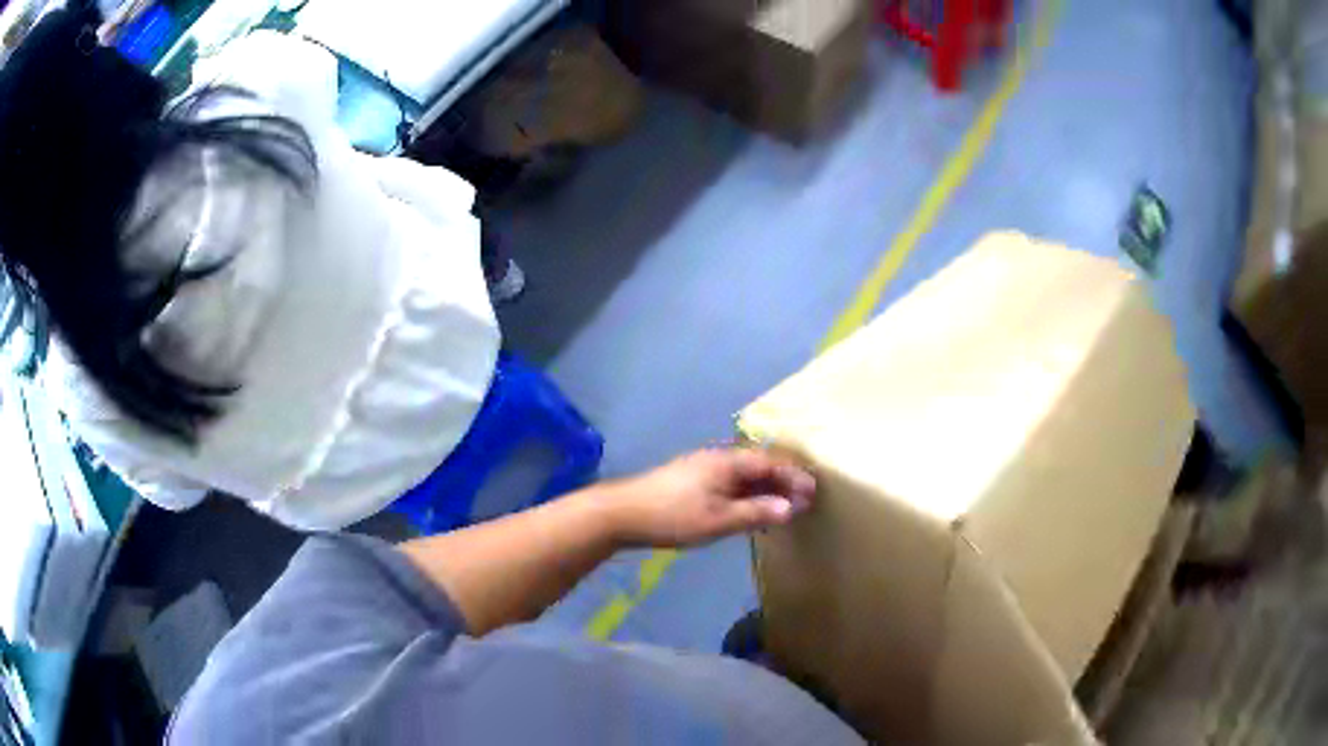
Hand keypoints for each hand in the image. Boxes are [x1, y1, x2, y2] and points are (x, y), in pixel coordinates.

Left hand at [602, 448, 816, 548]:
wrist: (623, 514)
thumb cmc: (674, 516)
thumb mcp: (719, 520)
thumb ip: (756, 513)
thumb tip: (791, 507)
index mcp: (727, 461)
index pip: (770, 463)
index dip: (794, 476)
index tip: (814, 491)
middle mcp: (717, 458)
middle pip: (758, 465)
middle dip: (782, 482)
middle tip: (803, 500)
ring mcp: (702, 468)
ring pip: (743, 475)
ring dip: (765, 489)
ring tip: (782, 507)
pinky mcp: (691, 481)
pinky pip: (730, 483)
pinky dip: (747, 494)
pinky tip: (749, 511)